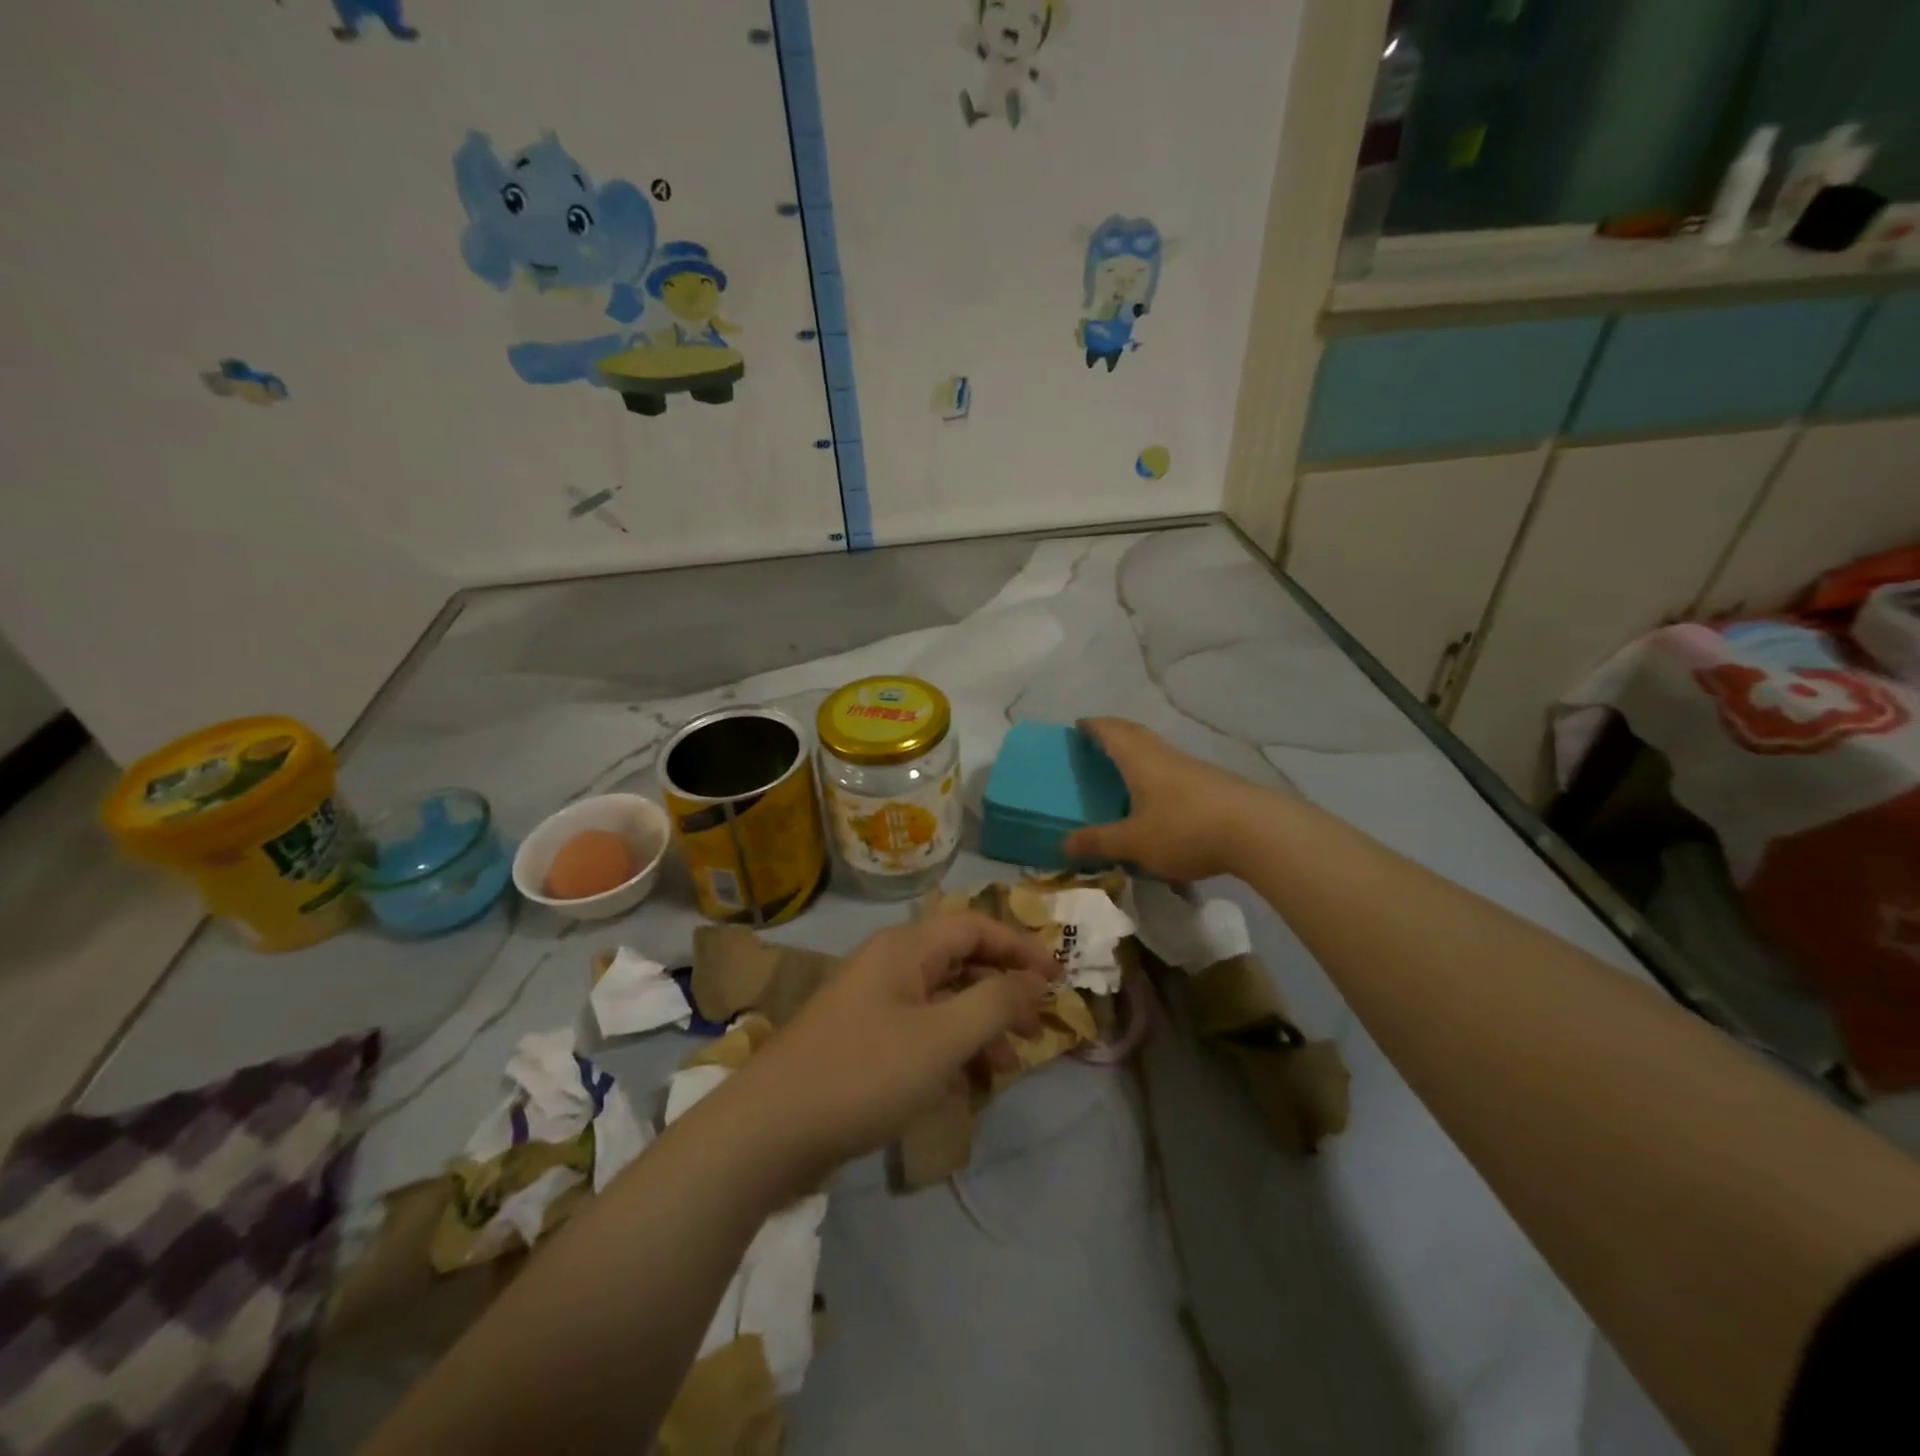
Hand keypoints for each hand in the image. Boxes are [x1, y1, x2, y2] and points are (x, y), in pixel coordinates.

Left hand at [734, 914, 1057, 1179]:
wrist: (769, 1132)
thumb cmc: (864, 1073)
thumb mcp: (942, 1038)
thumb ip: (995, 1003)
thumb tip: (1034, 979)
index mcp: (904, 948)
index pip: (975, 927)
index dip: (1020, 947)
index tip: (1058, 978)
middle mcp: (888, 965)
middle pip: (960, 962)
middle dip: (1002, 991)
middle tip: (1037, 1027)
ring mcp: (871, 1004)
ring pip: (942, 1002)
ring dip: (979, 1027)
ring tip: (1006, 1068)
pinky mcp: (861, 1042)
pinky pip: (920, 1032)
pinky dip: (949, 1050)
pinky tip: (965, 1085)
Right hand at [1062, 718, 1269, 880]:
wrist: (1258, 832)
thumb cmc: (1185, 829)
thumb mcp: (1134, 842)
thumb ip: (1099, 842)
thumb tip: (1062, 844)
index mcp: (1141, 760)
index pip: (1111, 732)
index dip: (1093, 726)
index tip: (1078, 725)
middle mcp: (1166, 756)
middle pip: (1136, 734)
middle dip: (1115, 732)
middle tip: (1097, 740)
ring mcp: (1193, 768)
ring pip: (1159, 750)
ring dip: (1139, 751)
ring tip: (1125, 767)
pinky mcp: (1213, 784)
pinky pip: (1175, 769)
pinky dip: (1158, 772)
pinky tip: (1160, 795)